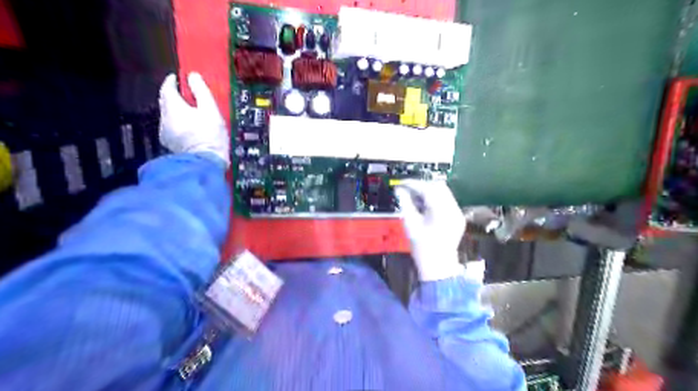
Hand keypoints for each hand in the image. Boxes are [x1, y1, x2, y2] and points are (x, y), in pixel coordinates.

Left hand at [158, 74, 228, 166]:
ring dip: (178, 112)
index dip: (173, 81)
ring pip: (169, 115)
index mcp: (173, 107)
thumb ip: (201, 91)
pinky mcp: (171, 144)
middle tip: (189, 95)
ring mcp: (166, 132)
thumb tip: (193, 76)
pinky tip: (191, 129)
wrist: (205, 162)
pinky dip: (179, 125)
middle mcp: (165, 118)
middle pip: (166, 101)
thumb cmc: (210, 136)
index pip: (167, 87)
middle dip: (175, 97)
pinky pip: (172, 128)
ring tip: (193, 114)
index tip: (180, 78)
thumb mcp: (211, 110)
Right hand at [395, 180, 464, 280]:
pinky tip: (424, 205)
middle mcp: (453, 209)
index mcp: (441, 211)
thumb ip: (405, 204)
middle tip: (407, 189)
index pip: (428, 188)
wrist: (438, 266)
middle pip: (438, 187)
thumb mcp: (410, 225)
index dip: (413, 184)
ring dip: (428, 191)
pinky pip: (446, 200)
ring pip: (443, 192)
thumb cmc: (422, 248)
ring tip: (414, 197)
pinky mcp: (458, 217)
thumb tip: (399, 191)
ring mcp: (458, 213)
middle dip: (422, 185)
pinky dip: (435, 199)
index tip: (401, 184)